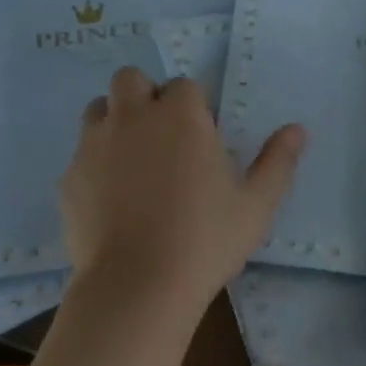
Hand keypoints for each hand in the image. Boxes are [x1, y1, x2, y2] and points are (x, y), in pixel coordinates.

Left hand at [61, 66, 304, 316]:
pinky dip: (96, 166)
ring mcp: (93, 145)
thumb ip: (278, 162)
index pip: (185, 86)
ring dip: (116, 122)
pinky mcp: (68, 178)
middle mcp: (132, 117)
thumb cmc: (206, 241)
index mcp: (180, 116)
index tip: (203, 139)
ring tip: (135, 164)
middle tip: (164, 139)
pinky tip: (113, 202)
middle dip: (146, 97)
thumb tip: (297, 129)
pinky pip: (81, 156)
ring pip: (98, 110)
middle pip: (131, 80)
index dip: (194, 107)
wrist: (137, 285)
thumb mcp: (256, 205)